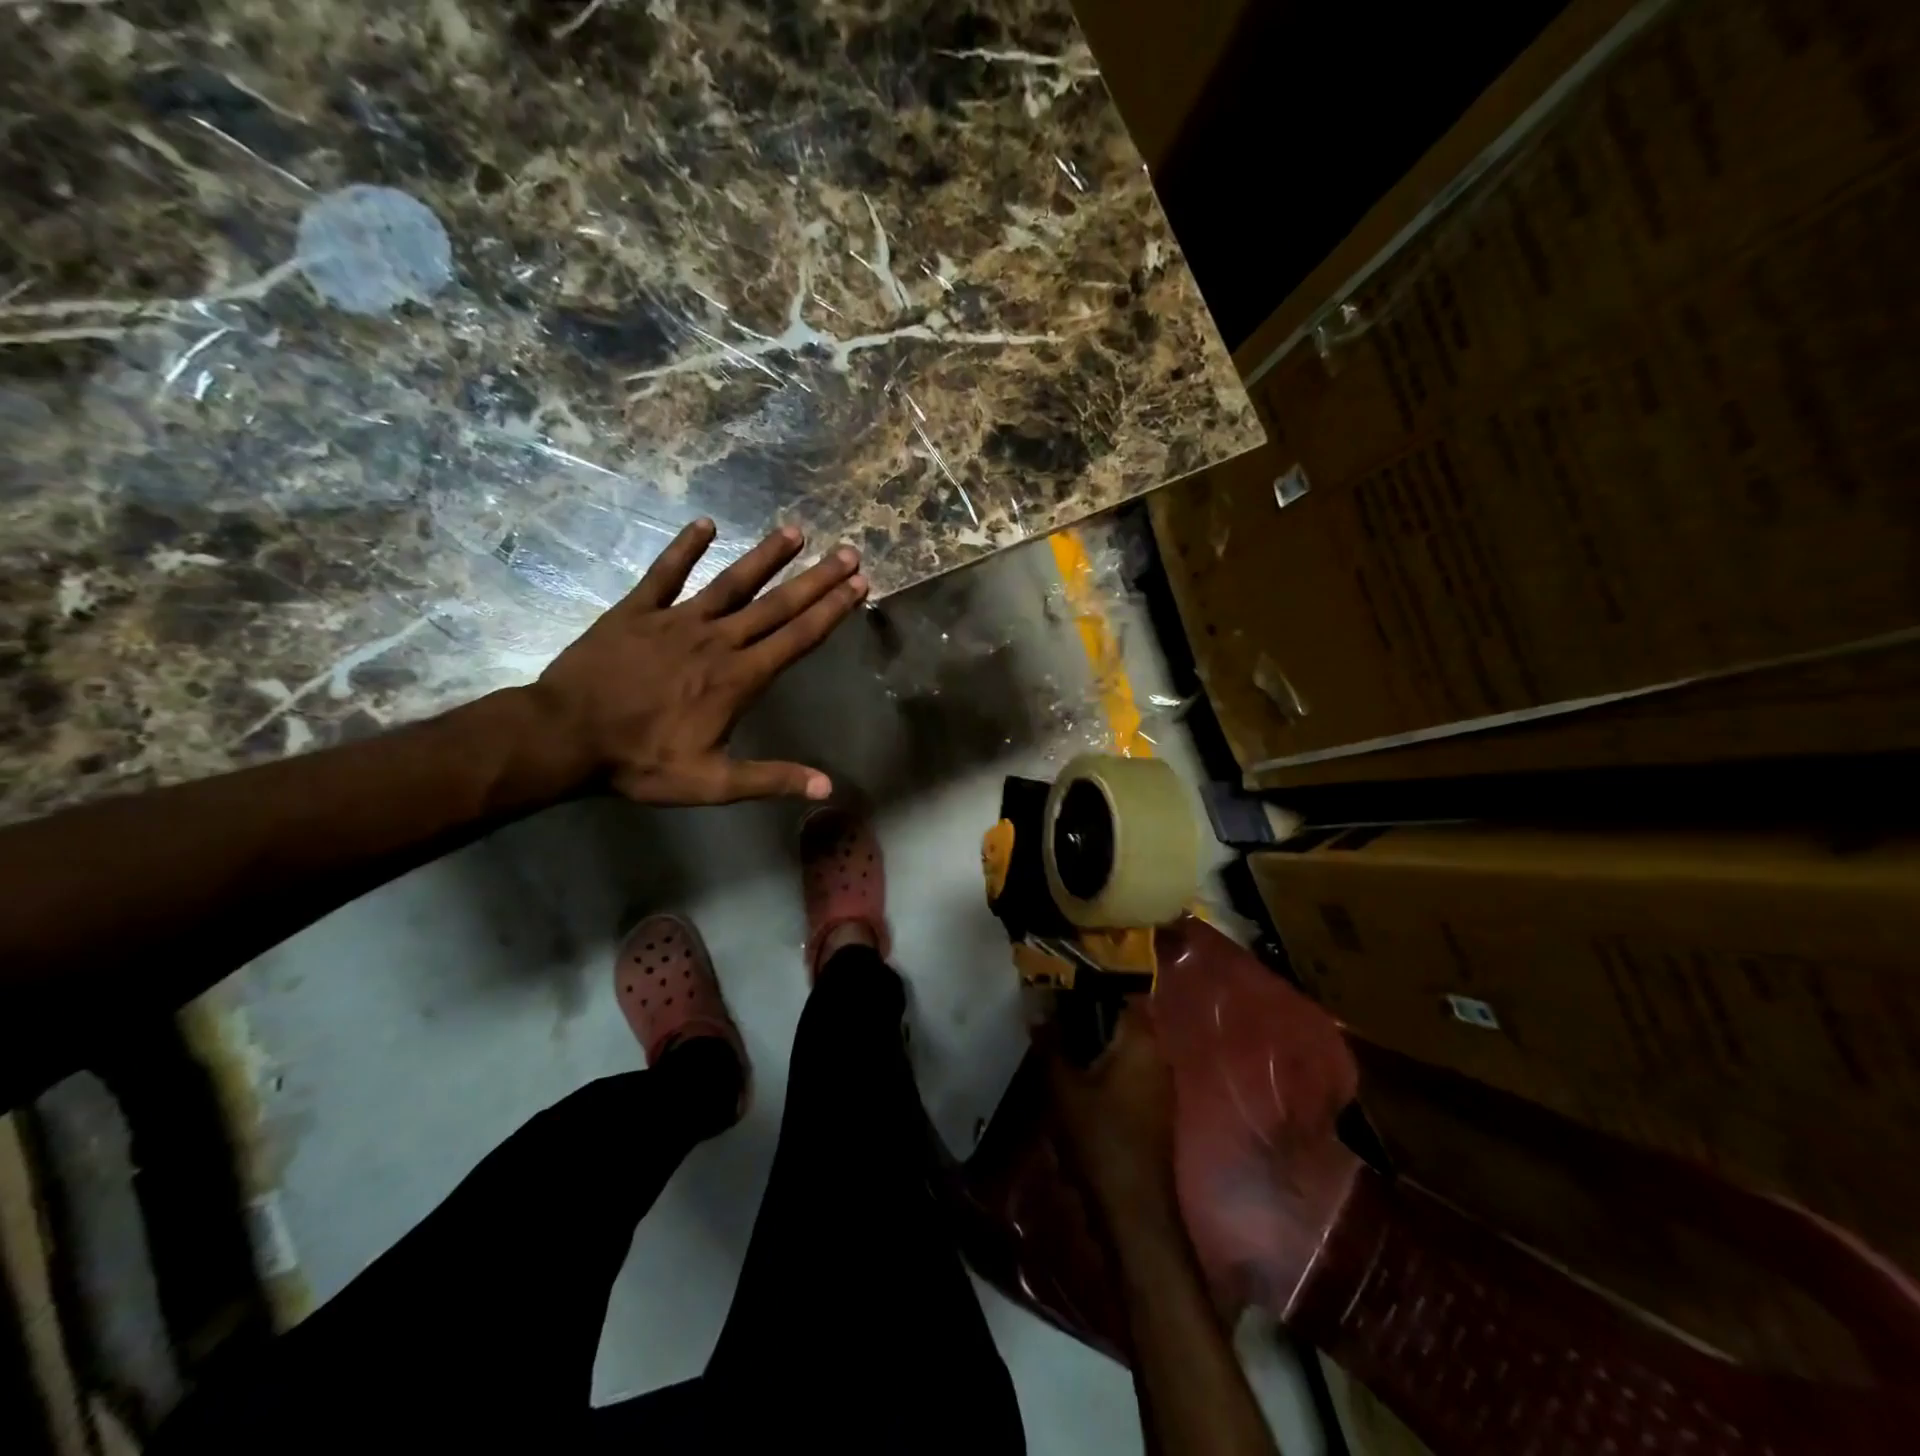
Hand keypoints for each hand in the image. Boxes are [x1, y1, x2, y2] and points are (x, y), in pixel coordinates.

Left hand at [525, 519, 866, 804]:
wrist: (565, 736)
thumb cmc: (641, 761)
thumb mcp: (712, 783)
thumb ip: (771, 779)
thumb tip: (827, 786)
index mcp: (739, 678)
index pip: (797, 638)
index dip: (831, 610)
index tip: (859, 585)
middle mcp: (717, 641)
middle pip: (777, 605)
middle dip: (816, 579)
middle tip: (847, 552)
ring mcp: (677, 620)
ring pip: (731, 582)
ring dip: (765, 557)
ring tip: (795, 531)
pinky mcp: (637, 611)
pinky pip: (665, 573)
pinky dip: (684, 548)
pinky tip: (705, 523)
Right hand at [1049, 1005, 1180, 1233]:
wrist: (1134, 1213)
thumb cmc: (1099, 1140)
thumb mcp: (1062, 1087)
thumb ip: (1049, 1041)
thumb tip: (1037, 1004)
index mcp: (1141, 1039)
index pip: (1111, 992)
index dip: (1079, 987)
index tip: (1050, 987)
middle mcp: (1157, 1053)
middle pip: (1115, 1019)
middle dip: (1081, 1018)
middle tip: (1045, 1020)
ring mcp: (1159, 1083)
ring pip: (1119, 1048)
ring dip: (1089, 1046)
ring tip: (1053, 1049)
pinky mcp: (1154, 1108)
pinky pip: (1124, 1072)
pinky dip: (1100, 1070)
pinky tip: (1073, 1082)